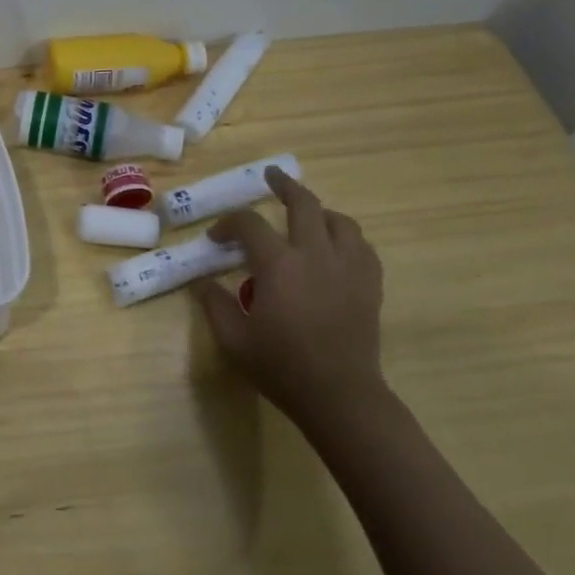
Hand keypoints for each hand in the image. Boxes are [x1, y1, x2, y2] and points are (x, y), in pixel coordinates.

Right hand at [194, 167, 385, 436]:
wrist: (340, 397)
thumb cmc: (282, 366)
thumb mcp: (233, 338)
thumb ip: (214, 304)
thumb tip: (204, 282)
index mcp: (278, 265)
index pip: (249, 224)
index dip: (228, 224)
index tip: (216, 238)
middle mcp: (315, 255)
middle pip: (303, 204)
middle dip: (284, 185)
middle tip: (271, 177)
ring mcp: (348, 268)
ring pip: (340, 221)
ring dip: (319, 211)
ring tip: (307, 215)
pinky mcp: (369, 286)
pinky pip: (362, 247)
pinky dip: (345, 237)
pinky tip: (335, 247)